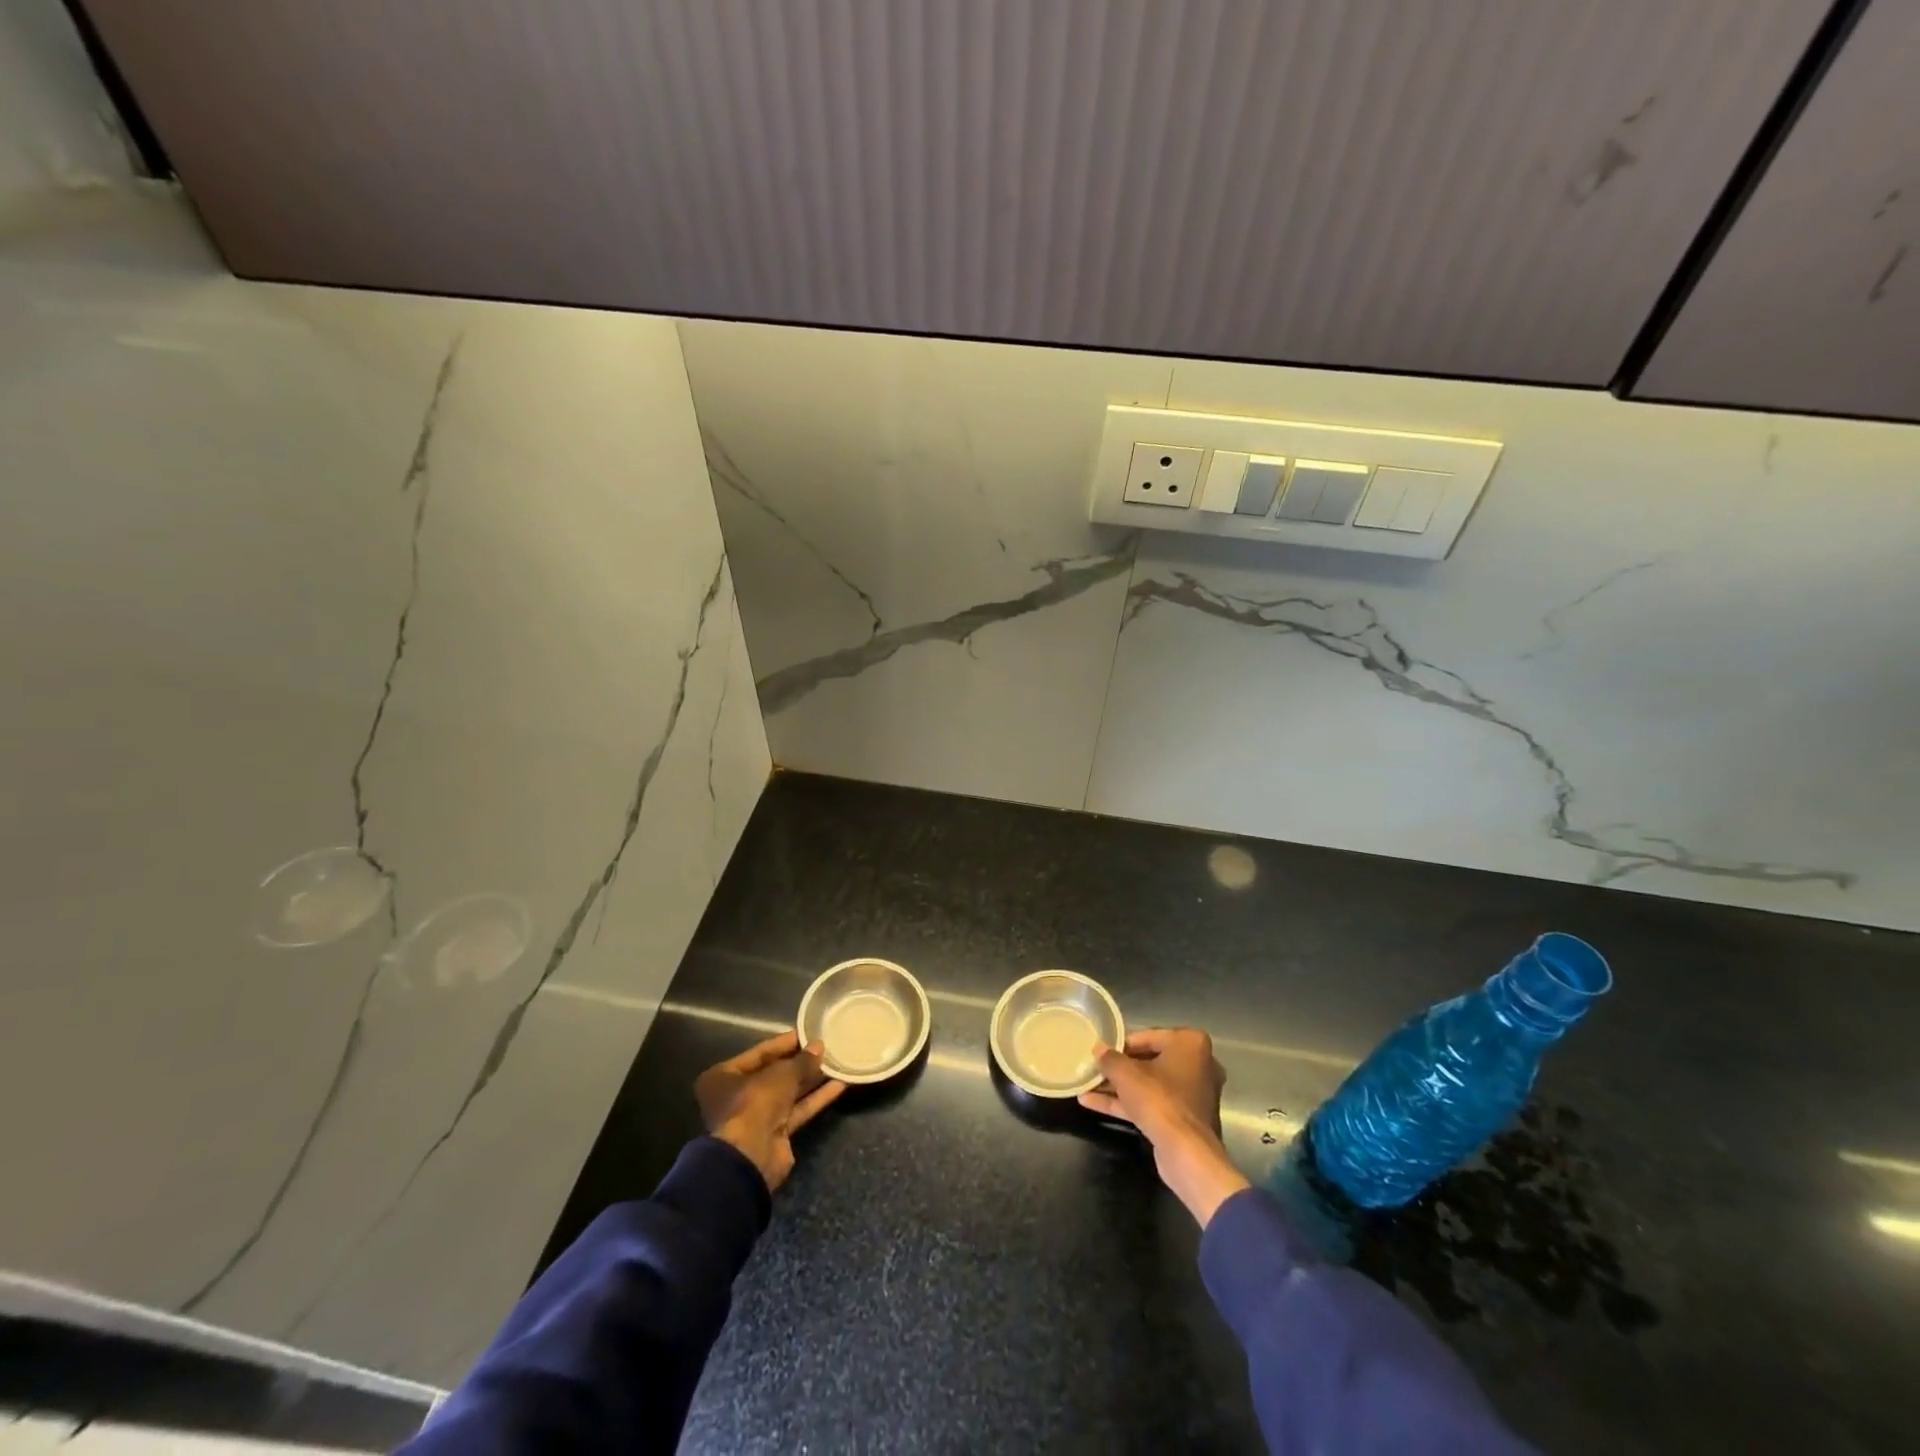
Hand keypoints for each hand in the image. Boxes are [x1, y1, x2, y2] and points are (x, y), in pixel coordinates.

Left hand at [695, 1030, 845, 1191]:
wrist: (751, 1156)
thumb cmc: (755, 1102)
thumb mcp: (781, 1074)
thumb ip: (802, 1060)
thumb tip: (819, 1047)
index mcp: (723, 1077)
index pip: (759, 1053)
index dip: (785, 1043)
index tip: (808, 1033)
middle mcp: (736, 1097)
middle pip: (774, 1074)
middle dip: (799, 1062)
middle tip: (824, 1047)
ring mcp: (756, 1117)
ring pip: (788, 1093)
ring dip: (811, 1079)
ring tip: (835, 1062)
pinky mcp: (775, 1134)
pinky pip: (797, 1110)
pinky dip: (816, 1098)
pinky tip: (839, 1084)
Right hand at [1079, 1027, 1249, 1227]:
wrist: (1187, 1154)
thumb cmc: (1159, 1100)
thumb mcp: (1126, 1074)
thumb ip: (1109, 1058)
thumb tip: (1098, 1048)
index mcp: (1190, 1043)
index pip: (1148, 1036)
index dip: (1121, 1043)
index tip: (1101, 1051)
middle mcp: (1197, 1065)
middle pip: (1149, 1060)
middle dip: (1119, 1067)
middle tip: (1094, 1067)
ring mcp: (1192, 1094)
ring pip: (1149, 1085)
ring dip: (1119, 1086)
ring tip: (1087, 1085)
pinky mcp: (1184, 1119)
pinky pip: (1152, 1104)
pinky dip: (1127, 1103)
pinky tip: (1093, 1103)